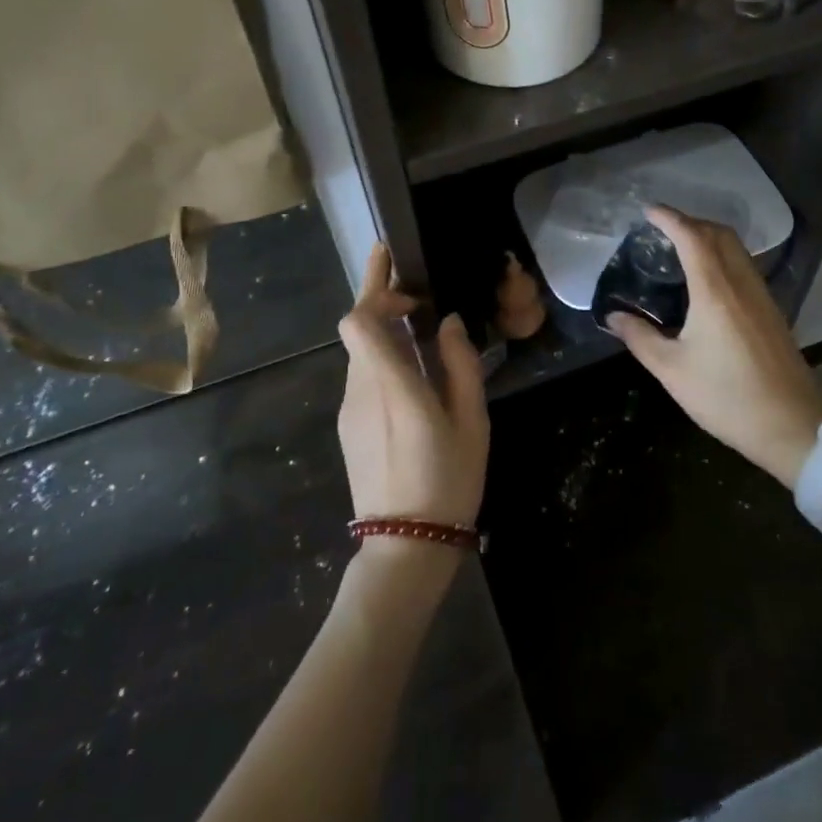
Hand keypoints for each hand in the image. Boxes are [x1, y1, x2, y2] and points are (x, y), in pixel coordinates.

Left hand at [336, 244, 489, 530]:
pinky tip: (412, 368)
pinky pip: (363, 376)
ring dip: (383, 328)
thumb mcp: (471, 421)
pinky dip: (381, 355)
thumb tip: (446, 323)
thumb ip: (460, 365)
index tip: (399, 274)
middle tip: (404, 275)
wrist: (405, 547)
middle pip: (356, 329)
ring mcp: (351, 410)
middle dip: (377, 295)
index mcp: (392, 385)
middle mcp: (362, 390)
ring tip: (419, 323)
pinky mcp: (350, 427)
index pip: (358, 322)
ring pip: (360, 352)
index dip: (373, 290)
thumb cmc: (448, 480)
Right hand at [607, 206, 821, 486]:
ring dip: (709, 237)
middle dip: (690, 222)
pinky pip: (744, 266)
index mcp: (715, 291)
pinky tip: (707, 281)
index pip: (692, 237)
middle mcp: (741, 283)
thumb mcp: (672, 370)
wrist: (793, 427)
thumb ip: (640, 338)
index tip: (648, 210)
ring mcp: (762, 296)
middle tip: (661, 230)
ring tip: (680, 250)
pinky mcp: (772, 311)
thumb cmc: (727, 397)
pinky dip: (722, 257)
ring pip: (736, 249)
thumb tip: (614, 316)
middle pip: (718, 234)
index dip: (669, 218)